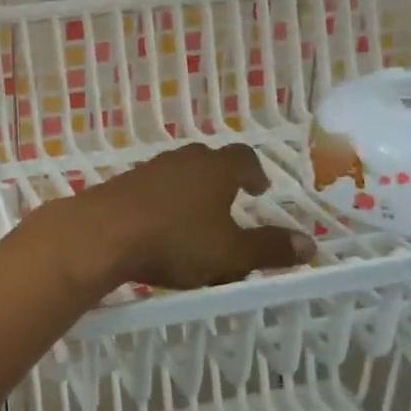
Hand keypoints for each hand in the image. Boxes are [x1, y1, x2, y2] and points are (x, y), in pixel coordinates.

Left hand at [80, 143, 313, 291]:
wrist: (101, 234)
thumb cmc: (175, 240)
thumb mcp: (230, 253)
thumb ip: (269, 248)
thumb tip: (310, 244)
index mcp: (215, 169)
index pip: (243, 157)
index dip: (255, 172)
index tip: (259, 189)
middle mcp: (183, 161)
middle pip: (208, 160)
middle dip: (222, 178)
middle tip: (230, 200)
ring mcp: (148, 170)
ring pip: (178, 173)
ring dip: (190, 190)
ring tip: (196, 218)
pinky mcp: (121, 185)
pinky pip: (152, 189)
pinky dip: (162, 203)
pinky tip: (160, 227)